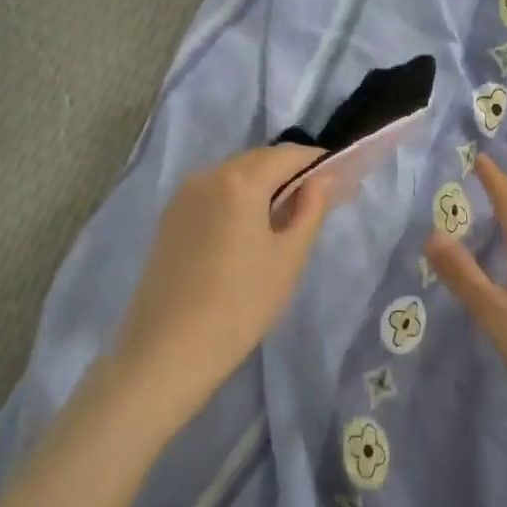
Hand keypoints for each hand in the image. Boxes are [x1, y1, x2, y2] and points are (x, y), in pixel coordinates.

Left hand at [110, 144, 329, 431]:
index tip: (339, 182)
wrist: (167, 351)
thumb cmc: (240, 305)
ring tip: (284, 218)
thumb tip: (323, 179)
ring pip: (234, 175)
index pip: (288, 155)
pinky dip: (237, 199)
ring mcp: (183, 196)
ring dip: (262, 185)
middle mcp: (208, 176)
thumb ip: (310, 210)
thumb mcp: (288, 259)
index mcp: (240, 181)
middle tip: (316, 201)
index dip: (317, 163)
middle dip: (290, 172)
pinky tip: (247, 230)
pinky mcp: (170, 218)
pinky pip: (213, 193)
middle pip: (259, 160)